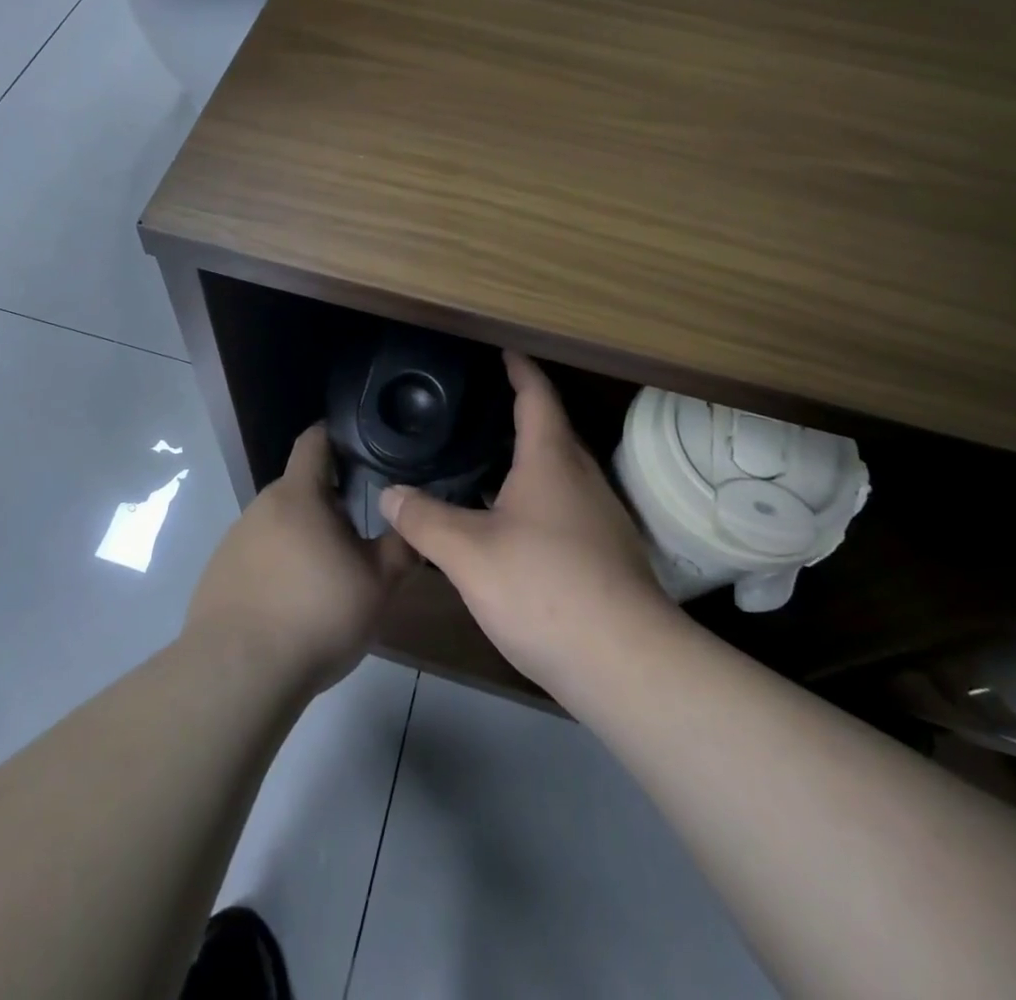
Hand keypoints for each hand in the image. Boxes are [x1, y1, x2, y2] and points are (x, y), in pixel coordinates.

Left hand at [184, 424, 414, 695]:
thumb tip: (413, 522)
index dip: (339, 436)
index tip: (364, 449)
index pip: (315, 440)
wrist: (237, 673)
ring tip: (329, 578)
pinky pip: (258, 556)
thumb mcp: (377, 584)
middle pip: (301, 488)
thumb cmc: (315, 615)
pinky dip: (279, 568)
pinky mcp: (219, 574)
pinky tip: (293, 607)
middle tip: (361, 534)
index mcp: (298, 494)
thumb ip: (401, 547)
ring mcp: (234, 540)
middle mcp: (261, 507)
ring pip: (280, 525)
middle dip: (331, 503)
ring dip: (305, 539)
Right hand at [380, 352, 671, 696]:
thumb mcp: (468, 553)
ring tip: (483, 464)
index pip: (537, 396)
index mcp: (552, 460)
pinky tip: (509, 526)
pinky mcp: (607, 555)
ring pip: (559, 473)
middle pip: (552, 431)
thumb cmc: (544, 588)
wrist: (626, 664)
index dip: (519, 369)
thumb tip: (389, 494)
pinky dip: (535, 500)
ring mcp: (600, 518)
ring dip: (526, 461)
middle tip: (478, 409)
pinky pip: (565, 507)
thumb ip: (424, 520)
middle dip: (519, 414)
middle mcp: (582, 479)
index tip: (503, 350)